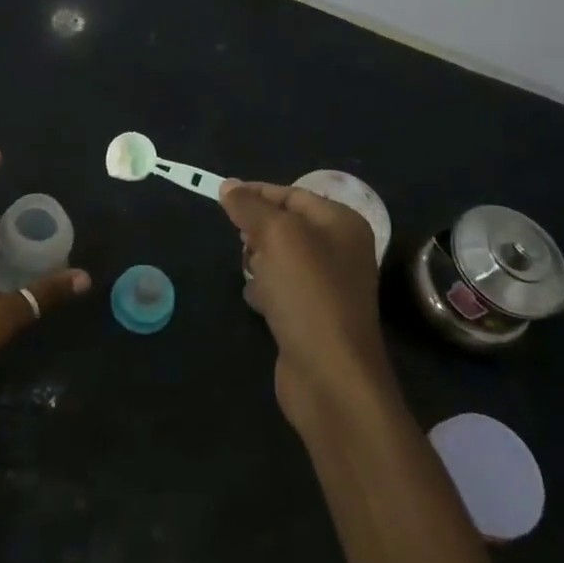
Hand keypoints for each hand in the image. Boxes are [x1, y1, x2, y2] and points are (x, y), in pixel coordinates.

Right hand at [221, 180, 388, 431]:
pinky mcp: (313, 315)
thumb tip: (228, 185)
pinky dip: (265, 289)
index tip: (221, 198)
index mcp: (342, 223)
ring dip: (258, 260)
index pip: (292, 194)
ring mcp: (328, 285)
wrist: (330, 377)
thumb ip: (251, 207)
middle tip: (243, 244)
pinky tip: (256, 301)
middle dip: (257, 231)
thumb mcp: (276, 236)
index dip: (256, 194)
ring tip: (251, 274)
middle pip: (285, 224)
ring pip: (280, 256)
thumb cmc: (307, 294)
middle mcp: (340, 250)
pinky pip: (281, 288)